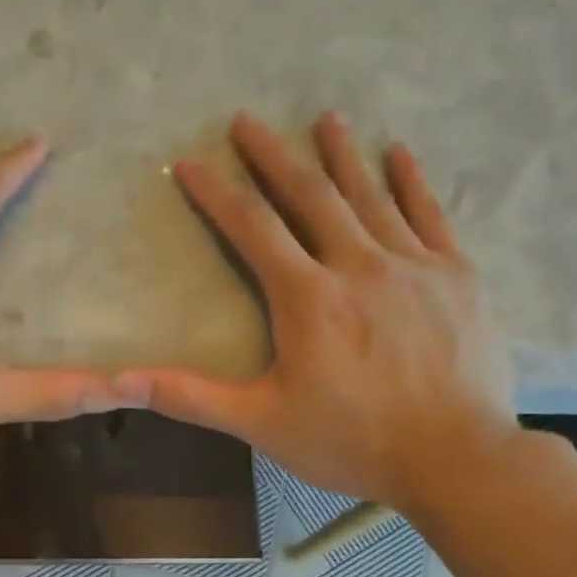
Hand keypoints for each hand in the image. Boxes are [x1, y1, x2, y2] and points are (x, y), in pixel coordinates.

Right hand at [136, 112, 517, 511]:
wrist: (454, 458)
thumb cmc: (350, 442)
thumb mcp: (260, 423)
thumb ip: (191, 397)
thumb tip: (120, 381)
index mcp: (307, 297)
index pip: (252, 228)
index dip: (218, 193)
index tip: (193, 162)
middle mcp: (358, 264)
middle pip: (309, 195)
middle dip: (273, 156)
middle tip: (247, 121)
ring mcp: (412, 265)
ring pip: (369, 195)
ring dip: (341, 155)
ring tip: (324, 118)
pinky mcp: (456, 276)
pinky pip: (430, 213)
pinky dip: (410, 180)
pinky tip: (398, 152)